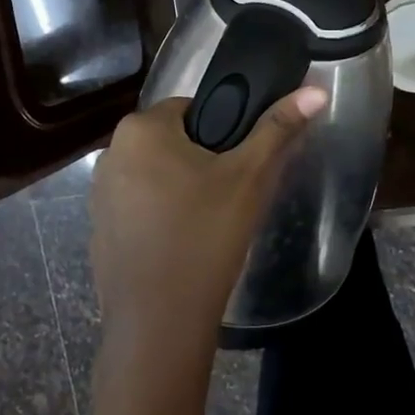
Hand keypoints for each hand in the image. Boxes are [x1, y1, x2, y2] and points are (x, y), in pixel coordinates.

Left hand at [89, 86, 328, 355]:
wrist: (158, 323)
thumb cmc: (205, 236)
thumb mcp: (249, 178)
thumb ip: (279, 129)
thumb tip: (315, 90)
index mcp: (141, 129)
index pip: (191, 108)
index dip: (222, 131)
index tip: (240, 162)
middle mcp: (111, 152)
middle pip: (171, 141)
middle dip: (201, 161)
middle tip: (231, 194)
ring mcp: (99, 194)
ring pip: (155, 174)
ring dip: (180, 187)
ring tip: (209, 222)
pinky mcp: (99, 230)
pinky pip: (138, 207)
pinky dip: (159, 216)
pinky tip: (182, 244)